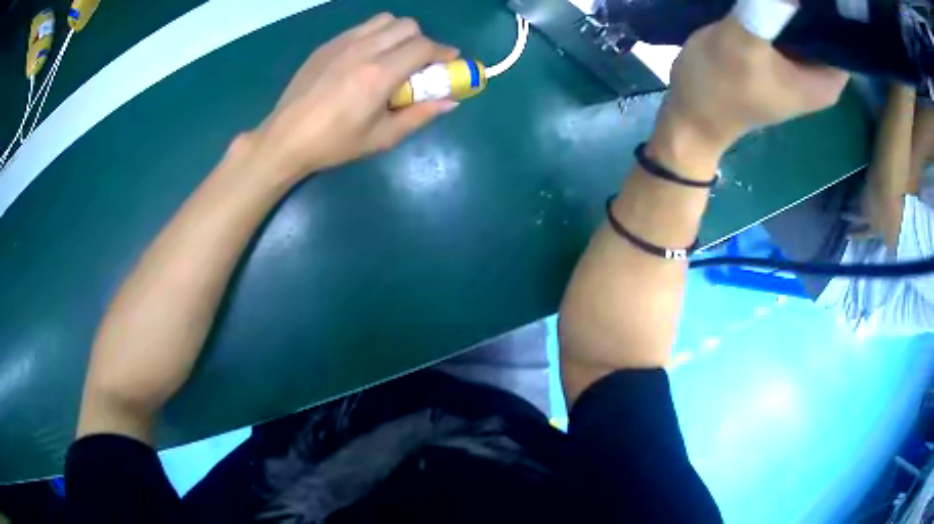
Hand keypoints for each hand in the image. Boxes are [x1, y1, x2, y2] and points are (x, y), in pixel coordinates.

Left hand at [251, 14, 459, 178]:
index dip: (443, 52)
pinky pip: (361, 27)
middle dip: (422, 41)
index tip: (449, 62)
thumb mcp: (382, 138)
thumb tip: (451, 102)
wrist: (286, 137)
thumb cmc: (334, 143)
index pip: (423, 46)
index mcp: (379, 74)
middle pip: (407, 25)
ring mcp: (342, 43)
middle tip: (418, 64)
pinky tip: (366, 58)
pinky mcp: (327, 44)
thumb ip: (419, 116)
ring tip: (393, 56)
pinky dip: (375, 35)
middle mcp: (364, 49)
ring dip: (398, 33)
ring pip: (384, 20)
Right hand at [660, 3, 849, 153]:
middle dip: (812, 1)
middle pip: (826, 26)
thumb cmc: (719, 87)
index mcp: (825, 81)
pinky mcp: (780, 56)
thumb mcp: (741, 44)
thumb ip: (766, 10)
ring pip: (806, 22)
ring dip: (795, 2)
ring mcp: (799, 64)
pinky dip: (782, 7)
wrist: (691, 115)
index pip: (844, 37)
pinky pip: (789, 24)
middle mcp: (819, 73)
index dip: (832, 6)